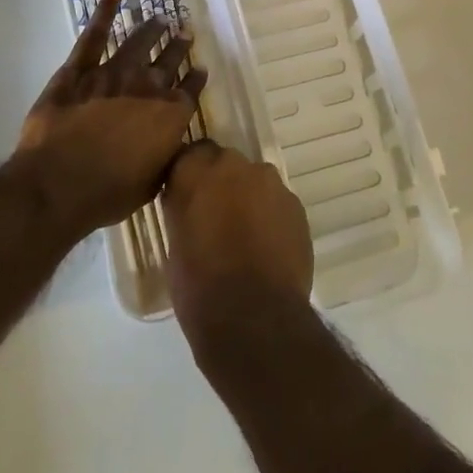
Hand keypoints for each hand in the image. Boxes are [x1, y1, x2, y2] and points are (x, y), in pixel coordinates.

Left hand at [16, 0, 204, 238]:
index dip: (196, 78)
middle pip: (169, 60)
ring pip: (138, 42)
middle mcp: (147, 87)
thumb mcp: (153, 184)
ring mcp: (112, 73)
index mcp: (169, 116)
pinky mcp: (79, 71)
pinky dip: (104, 13)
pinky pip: (93, 36)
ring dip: (152, 28)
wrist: (58, 185)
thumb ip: (168, 157)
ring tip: (161, 17)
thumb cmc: (108, 193)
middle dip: (179, 46)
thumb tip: (177, 145)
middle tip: (185, 32)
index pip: (190, 90)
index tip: (201, 67)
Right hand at [164, 141, 313, 343]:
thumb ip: (183, 210)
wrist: (254, 319)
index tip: (188, 194)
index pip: (192, 154)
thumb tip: (189, 203)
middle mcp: (236, 167)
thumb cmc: (199, 287)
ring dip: (249, 199)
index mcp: (198, 173)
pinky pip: (278, 204)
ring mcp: (271, 184)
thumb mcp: (174, 246)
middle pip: (227, 165)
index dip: (191, 174)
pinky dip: (271, 218)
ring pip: (256, 183)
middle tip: (216, 218)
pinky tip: (267, 249)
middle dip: (222, 184)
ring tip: (245, 237)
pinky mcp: (297, 206)